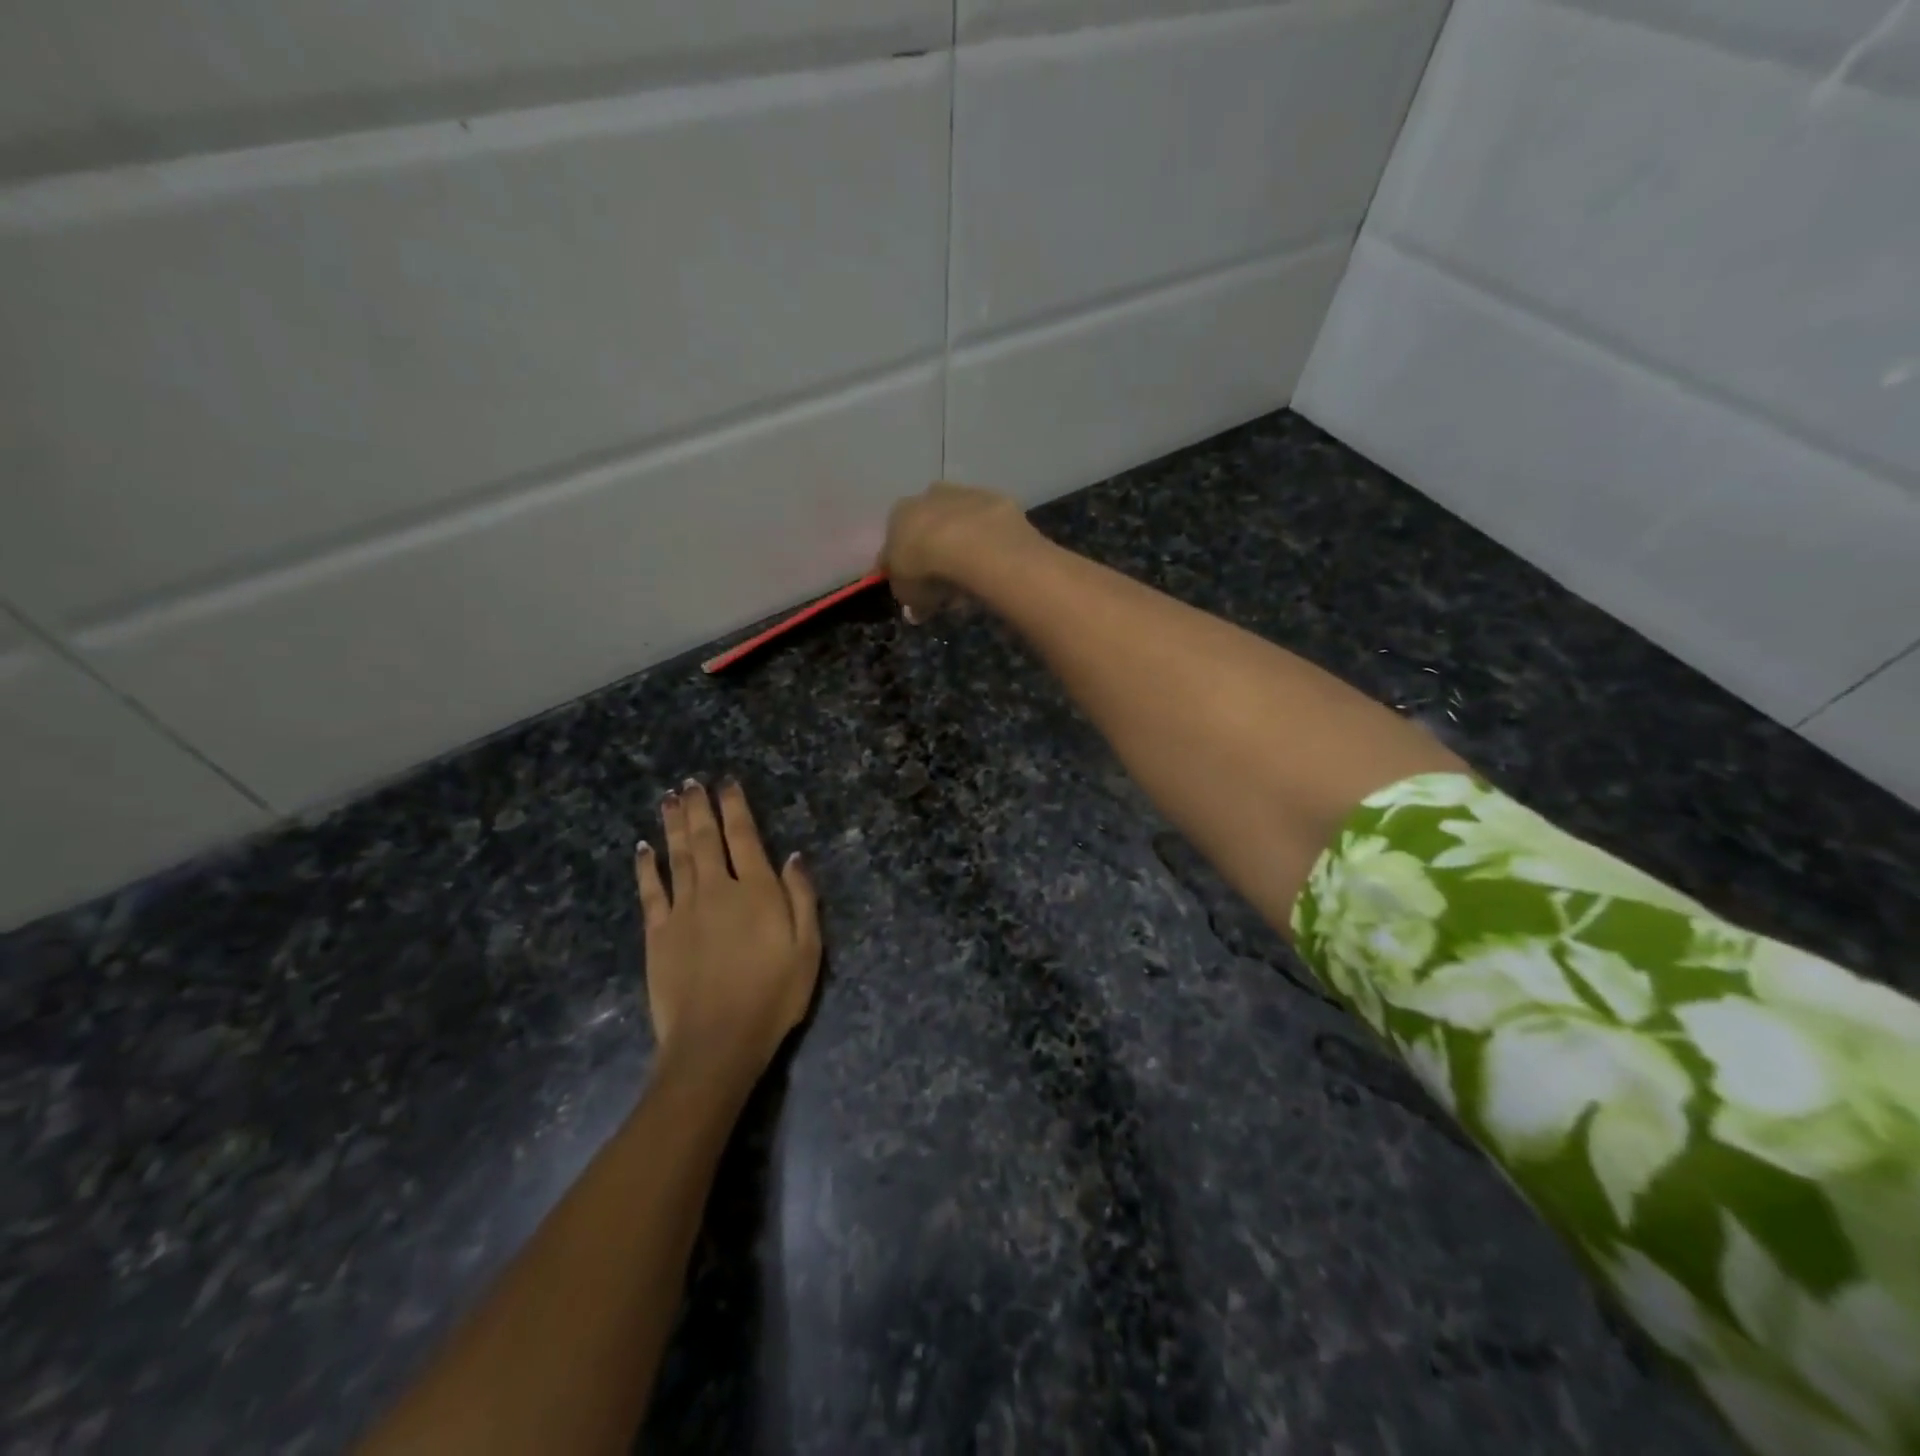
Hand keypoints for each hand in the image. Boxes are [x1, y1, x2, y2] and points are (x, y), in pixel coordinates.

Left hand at [635, 780, 820, 1085]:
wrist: (716, 1042)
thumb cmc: (773, 996)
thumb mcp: (808, 949)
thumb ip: (802, 898)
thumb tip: (794, 856)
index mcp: (757, 891)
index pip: (745, 837)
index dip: (736, 807)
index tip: (727, 784)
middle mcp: (718, 889)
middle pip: (707, 838)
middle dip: (700, 807)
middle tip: (691, 782)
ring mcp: (683, 910)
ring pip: (678, 855)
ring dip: (674, 825)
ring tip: (670, 799)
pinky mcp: (658, 933)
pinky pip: (650, 890)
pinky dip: (647, 866)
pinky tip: (644, 848)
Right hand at [878, 482, 1039, 621]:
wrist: (973, 544)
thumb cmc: (927, 568)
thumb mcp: (907, 593)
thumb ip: (909, 596)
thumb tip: (916, 607)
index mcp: (899, 514)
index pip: (897, 541)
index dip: (907, 566)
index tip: (917, 586)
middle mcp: (929, 496)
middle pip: (930, 526)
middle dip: (936, 551)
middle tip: (946, 582)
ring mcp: (965, 494)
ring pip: (961, 522)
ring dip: (964, 544)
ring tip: (974, 577)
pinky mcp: (998, 500)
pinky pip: (989, 526)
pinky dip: (990, 543)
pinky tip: (994, 565)